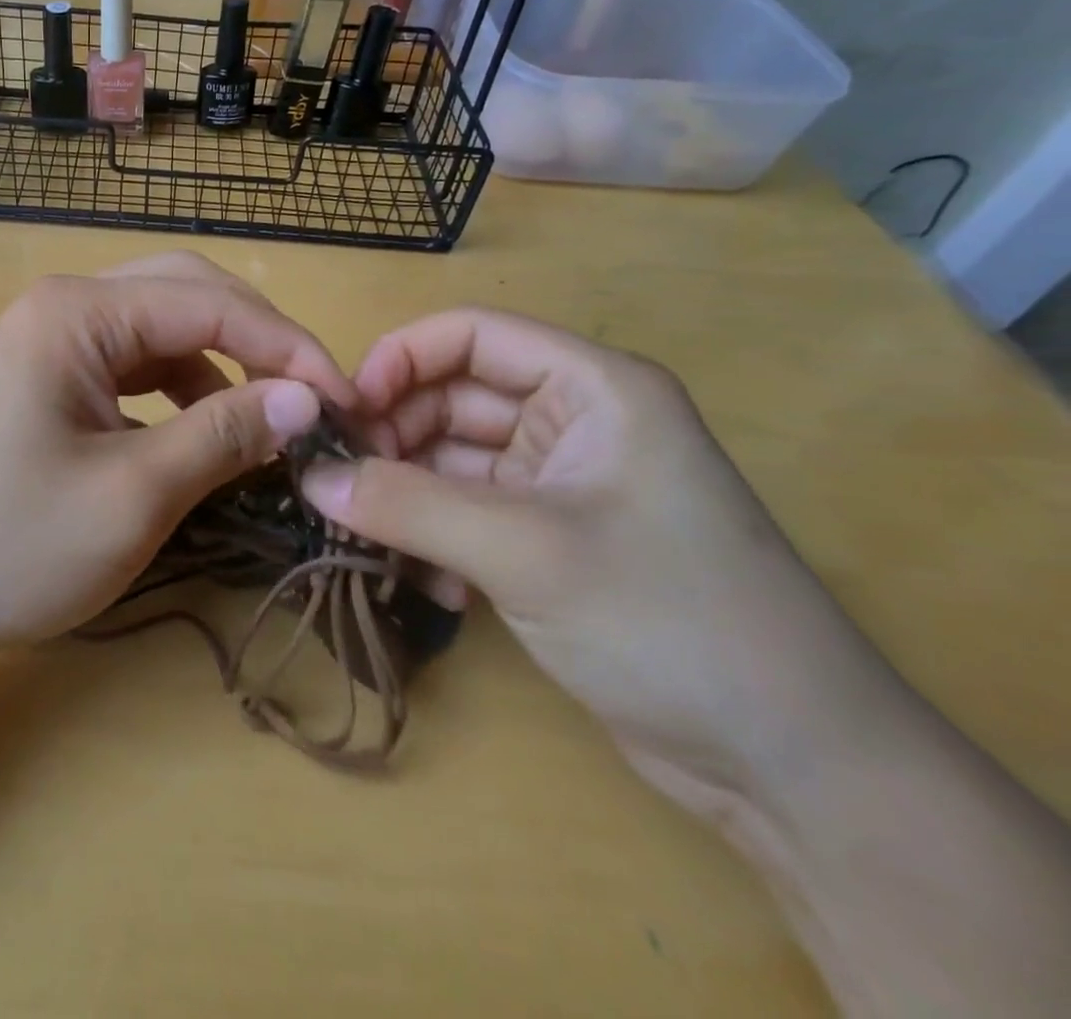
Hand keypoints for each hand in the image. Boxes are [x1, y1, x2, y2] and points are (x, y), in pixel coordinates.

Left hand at [0, 252, 356, 672]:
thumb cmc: (5, 546)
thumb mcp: (131, 495)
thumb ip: (222, 434)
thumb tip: (305, 399)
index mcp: (77, 313)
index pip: (210, 303)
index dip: (287, 349)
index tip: (346, 404)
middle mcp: (62, 307)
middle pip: (185, 296)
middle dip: (256, 342)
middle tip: (310, 401)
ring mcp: (48, 340)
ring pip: (159, 330)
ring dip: (218, 367)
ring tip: (263, 422)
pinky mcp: (44, 378)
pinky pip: (129, 365)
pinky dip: (177, 391)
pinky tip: (197, 432)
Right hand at [301, 309, 888, 817]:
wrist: (794, 769)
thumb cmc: (670, 621)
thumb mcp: (525, 552)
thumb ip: (407, 506)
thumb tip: (310, 478)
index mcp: (592, 388)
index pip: (471, 335)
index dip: (399, 360)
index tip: (344, 415)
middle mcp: (574, 422)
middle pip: (452, 397)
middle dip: (393, 437)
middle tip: (342, 486)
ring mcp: (560, 484)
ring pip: (450, 458)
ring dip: (406, 493)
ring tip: (370, 538)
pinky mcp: (548, 539)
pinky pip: (464, 511)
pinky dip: (432, 536)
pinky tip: (426, 583)